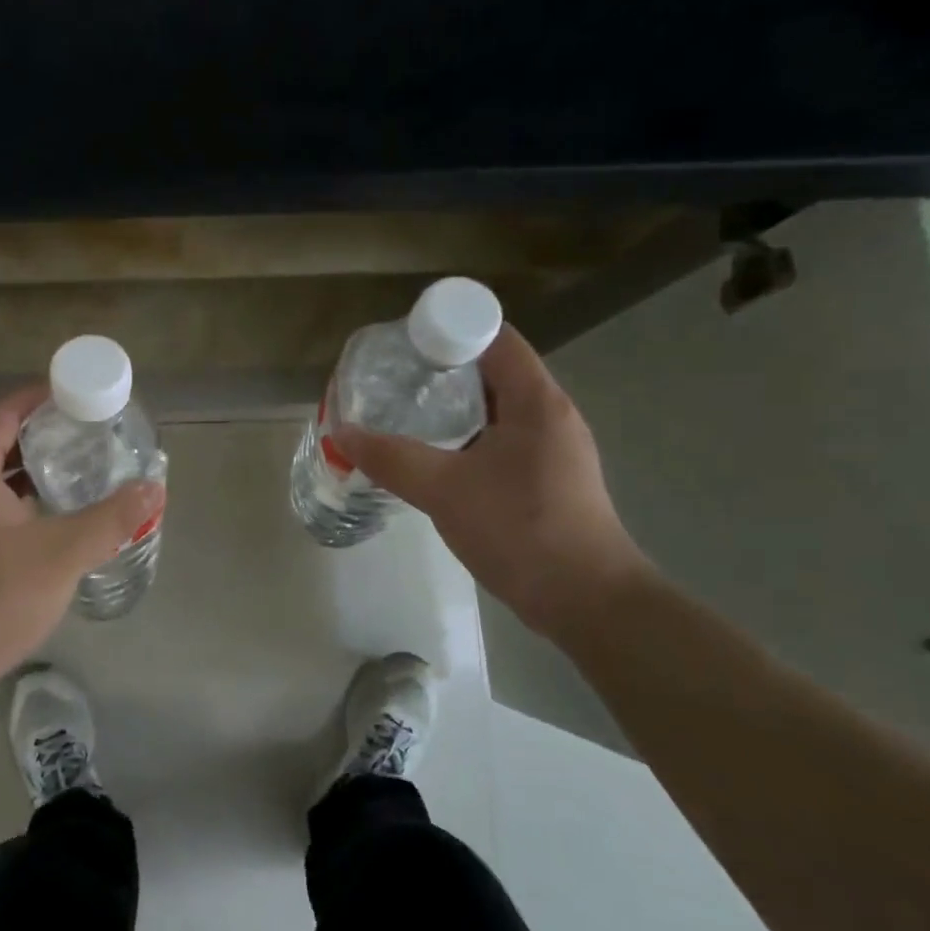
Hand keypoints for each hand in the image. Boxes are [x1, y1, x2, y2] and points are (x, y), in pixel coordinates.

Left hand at [0, 385, 164, 699]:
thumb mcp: (62, 556)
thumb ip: (111, 518)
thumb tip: (154, 489)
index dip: (37, 395)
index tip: (76, 393)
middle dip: (28, 420)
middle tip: (73, 423)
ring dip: (16, 452)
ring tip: (64, 455)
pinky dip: (5, 481)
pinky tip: (40, 499)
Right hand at [334, 326, 651, 638]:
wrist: (586, 601)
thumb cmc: (521, 530)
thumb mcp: (445, 490)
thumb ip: (392, 459)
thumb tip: (343, 433)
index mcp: (536, 401)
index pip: (495, 338)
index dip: (450, 329)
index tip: (404, 343)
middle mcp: (550, 415)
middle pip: (494, 370)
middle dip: (443, 368)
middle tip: (394, 378)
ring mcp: (552, 449)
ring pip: (496, 409)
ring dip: (453, 406)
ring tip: (404, 413)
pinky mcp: (547, 479)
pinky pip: (501, 440)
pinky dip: (466, 437)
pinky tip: (434, 457)